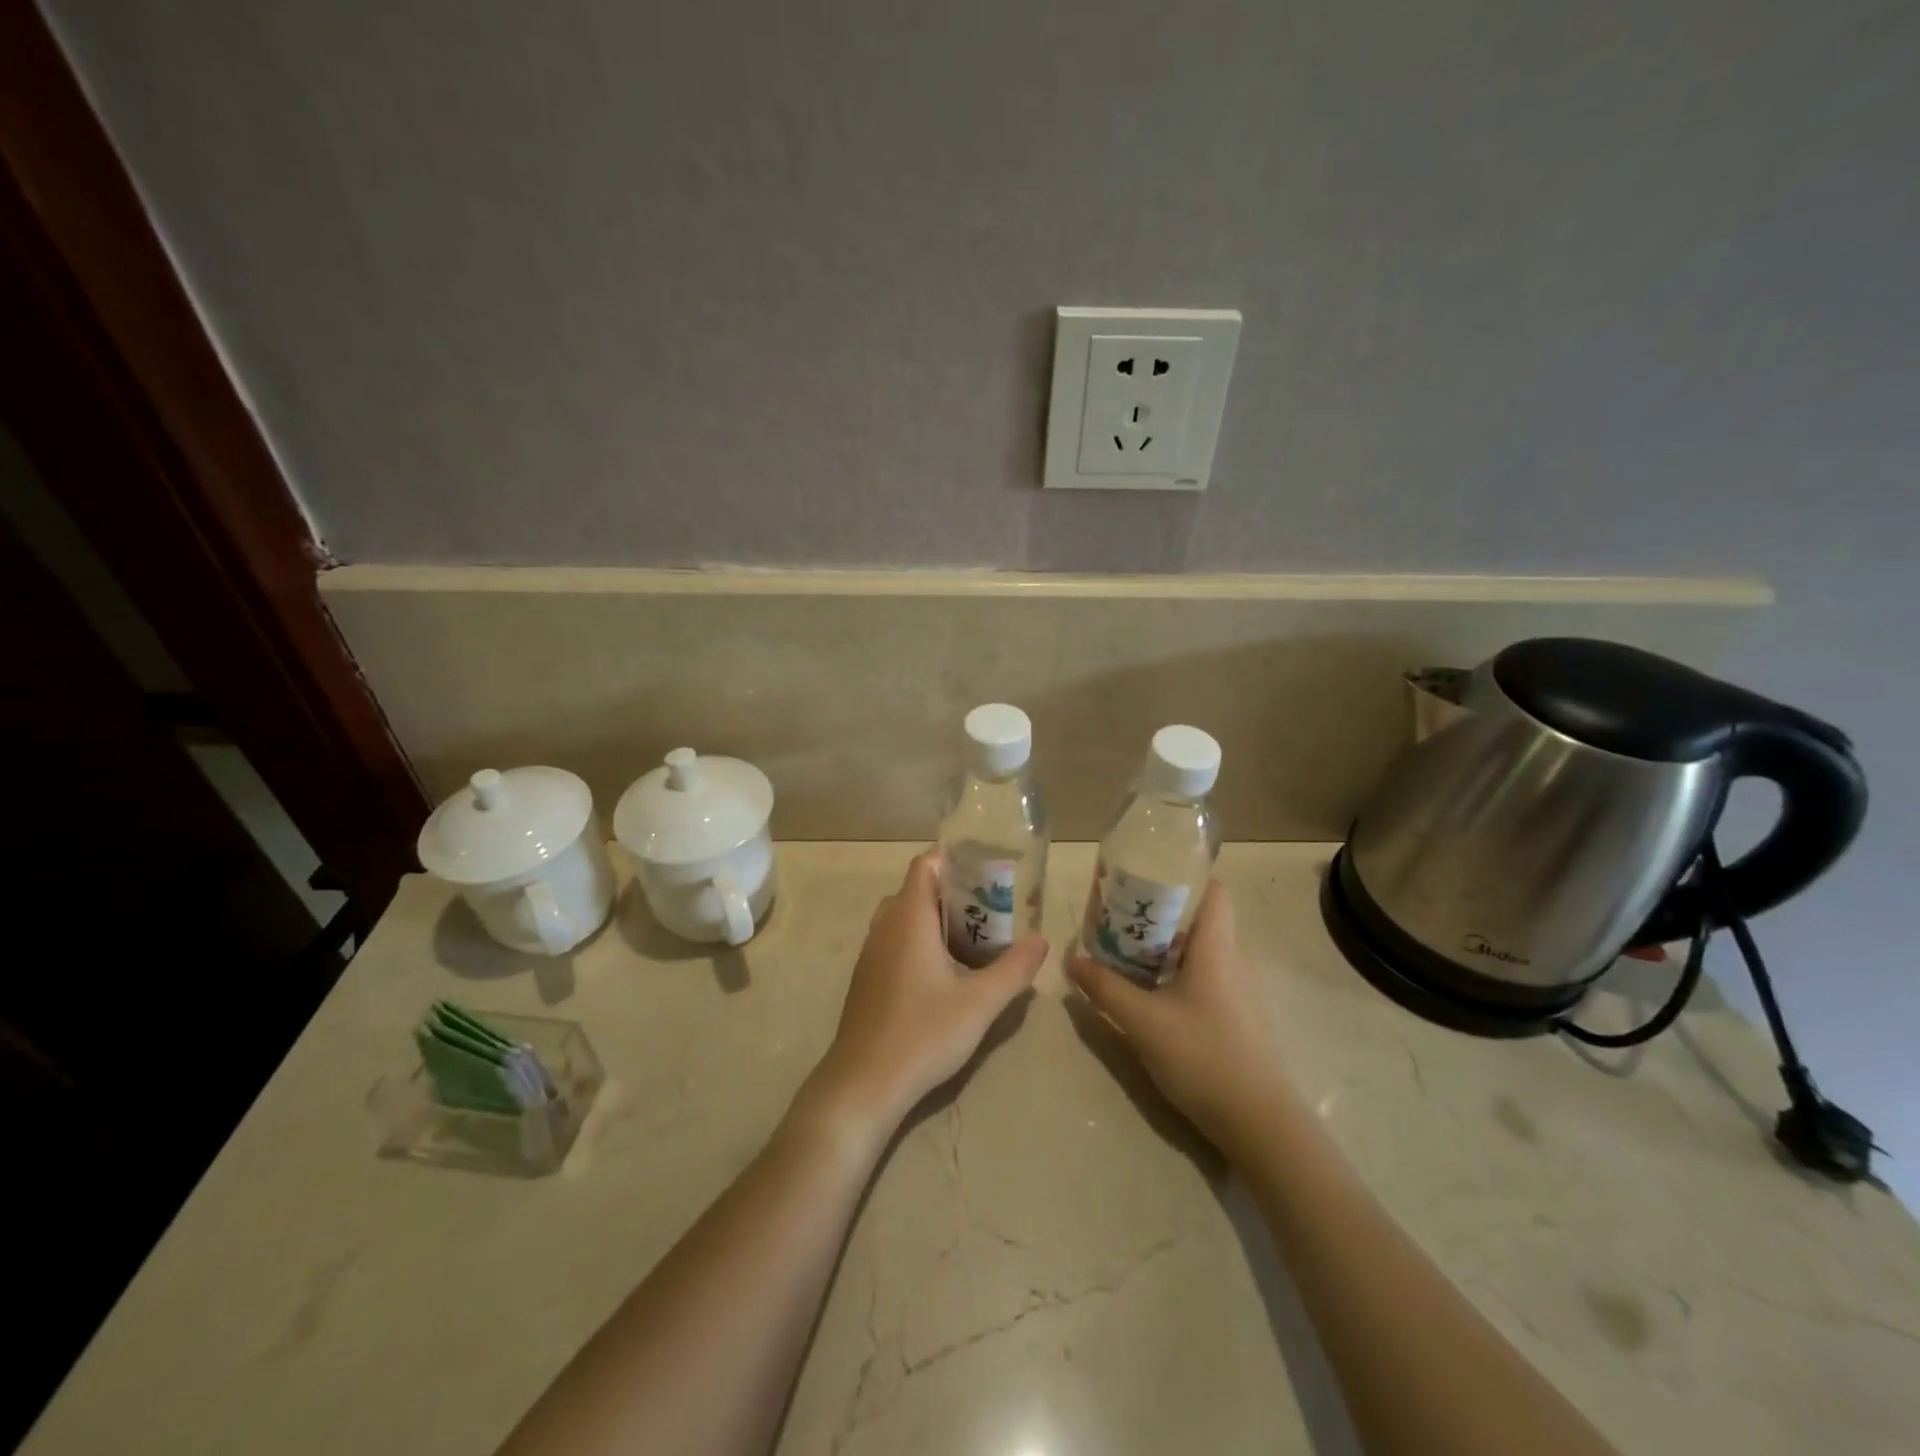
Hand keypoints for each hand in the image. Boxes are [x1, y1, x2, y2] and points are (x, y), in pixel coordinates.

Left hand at [808, 851, 1046, 1136]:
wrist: (863, 1084)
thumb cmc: (923, 1034)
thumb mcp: (980, 1003)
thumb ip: (1014, 969)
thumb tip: (1041, 940)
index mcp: (908, 918)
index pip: (924, 864)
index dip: (954, 860)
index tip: (988, 872)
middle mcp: (885, 925)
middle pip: (918, 889)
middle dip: (954, 893)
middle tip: (991, 910)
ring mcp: (872, 952)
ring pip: (905, 916)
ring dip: (937, 919)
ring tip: (975, 938)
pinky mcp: (868, 977)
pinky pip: (896, 940)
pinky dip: (920, 941)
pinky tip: (945, 973)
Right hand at [1066, 882, 1293, 1160]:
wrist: (1259, 1122)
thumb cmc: (1202, 1056)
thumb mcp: (1142, 1021)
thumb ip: (1105, 988)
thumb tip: (1071, 961)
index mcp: (1217, 947)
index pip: (1214, 890)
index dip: (1184, 877)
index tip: (1146, 880)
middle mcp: (1235, 960)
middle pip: (1202, 920)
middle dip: (1162, 915)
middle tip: (1121, 920)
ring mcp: (1242, 992)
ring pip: (1203, 952)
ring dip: (1169, 949)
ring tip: (1129, 955)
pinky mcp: (1241, 1019)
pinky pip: (1209, 979)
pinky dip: (1181, 976)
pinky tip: (1155, 996)